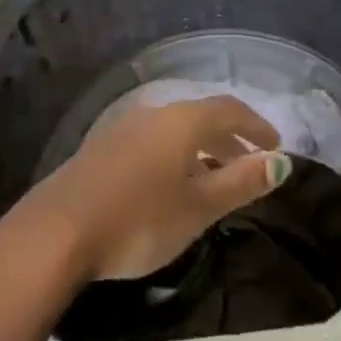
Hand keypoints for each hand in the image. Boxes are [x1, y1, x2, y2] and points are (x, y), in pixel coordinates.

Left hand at [0, 96, 291, 285]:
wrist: (58, 231)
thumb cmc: (140, 219)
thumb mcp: (199, 207)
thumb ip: (240, 182)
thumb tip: (281, 162)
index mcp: (182, 121)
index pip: (229, 109)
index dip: (256, 125)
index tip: (275, 145)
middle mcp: (155, 114)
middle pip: (201, 116)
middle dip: (230, 137)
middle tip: (251, 162)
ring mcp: (125, 128)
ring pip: (176, 130)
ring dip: (202, 148)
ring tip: (215, 177)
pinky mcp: (104, 148)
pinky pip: (154, 142)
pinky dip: (176, 155)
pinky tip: (172, 185)